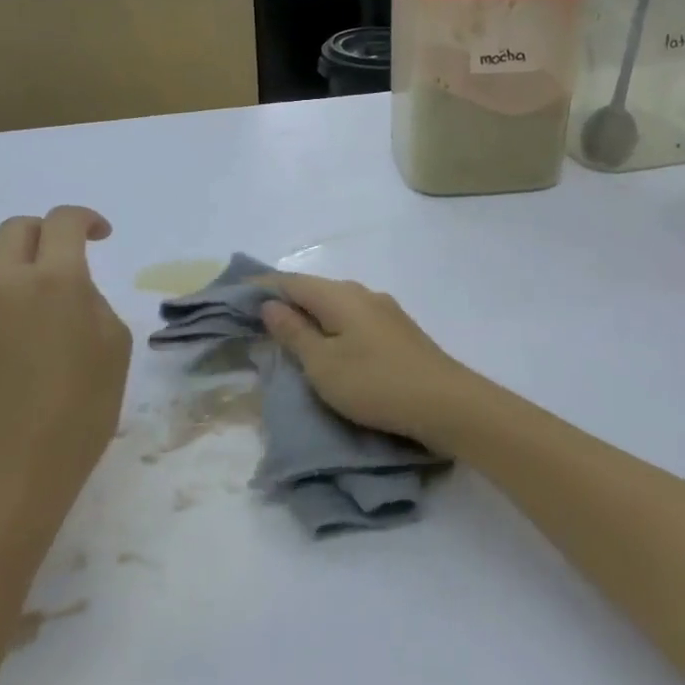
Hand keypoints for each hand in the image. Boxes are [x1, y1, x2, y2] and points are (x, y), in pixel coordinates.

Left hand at [0, 206, 132, 528]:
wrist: (10, 470)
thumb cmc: (80, 409)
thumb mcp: (114, 346)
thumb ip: (92, 302)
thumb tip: (68, 291)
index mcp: (56, 281)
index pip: (63, 221)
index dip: (85, 218)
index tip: (99, 235)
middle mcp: (3, 282)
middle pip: (14, 229)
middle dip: (43, 233)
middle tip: (60, 258)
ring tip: (14, 282)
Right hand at [260, 274, 488, 452]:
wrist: (445, 402)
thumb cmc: (375, 383)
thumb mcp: (323, 364)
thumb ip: (294, 332)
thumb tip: (270, 304)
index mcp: (340, 296)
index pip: (292, 281)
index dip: (264, 285)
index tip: (238, 293)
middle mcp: (363, 293)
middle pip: (316, 289)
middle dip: (288, 300)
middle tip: (259, 319)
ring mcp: (386, 310)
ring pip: (338, 304)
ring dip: (313, 314)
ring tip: (292, 334)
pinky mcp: (399, 331)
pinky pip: (355, 318)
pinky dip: (334, 326)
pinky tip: (332, 344)